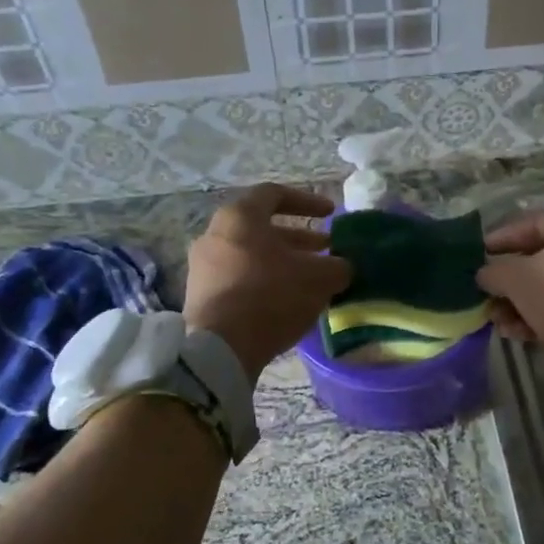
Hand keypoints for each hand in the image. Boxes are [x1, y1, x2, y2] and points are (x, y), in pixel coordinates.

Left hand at [184, 185, 351, 382]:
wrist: (220, 348)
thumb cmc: (271, 296)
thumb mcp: (319, 278)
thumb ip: (337, 266)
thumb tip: (343, 266)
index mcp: (239, 217)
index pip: (274, 194)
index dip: (307, 201)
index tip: (330, 214)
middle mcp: (215, 234)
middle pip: (262, 228)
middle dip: (298, 238)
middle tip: (326, 250)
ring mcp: (203, 266)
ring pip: (251, 254)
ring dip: (283, 262)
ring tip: (311, 278)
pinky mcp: (200, 295)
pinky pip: (238, 278)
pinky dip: (264, 281)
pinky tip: (287, 301)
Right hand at [477, 209, 543, 393]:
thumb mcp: (518, 279)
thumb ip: (494, 271)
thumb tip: (483, 273)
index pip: (527, 225)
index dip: (497, 241)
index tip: (472, 257)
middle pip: (537, 259)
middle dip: (506, 282)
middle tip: (481, 296)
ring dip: (518, 304)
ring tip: (495, 322)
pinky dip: (538, 317)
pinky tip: (516, 334)